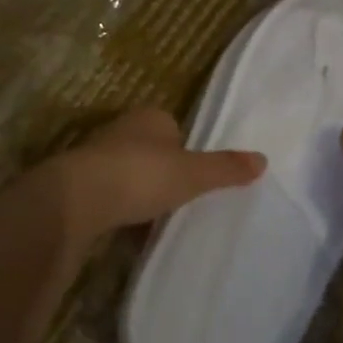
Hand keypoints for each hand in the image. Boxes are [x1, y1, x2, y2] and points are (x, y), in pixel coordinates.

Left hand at [53, 108, 265, 244]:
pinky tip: (127, 225)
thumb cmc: (141, 175)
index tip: (193, 174)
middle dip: (160, 167)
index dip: (184, 148)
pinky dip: (118, 204)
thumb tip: (263, 159)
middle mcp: (121, 128)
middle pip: (149, 147)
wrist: (78, 198)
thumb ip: (225, 168)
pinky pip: (108, 191)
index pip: (172, 126)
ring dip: (137, 186)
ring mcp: (96, 154)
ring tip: (154, 214)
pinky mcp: (78, 182)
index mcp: (150, 117)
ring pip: (126, 168)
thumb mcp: (192, 174)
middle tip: (177, 196)